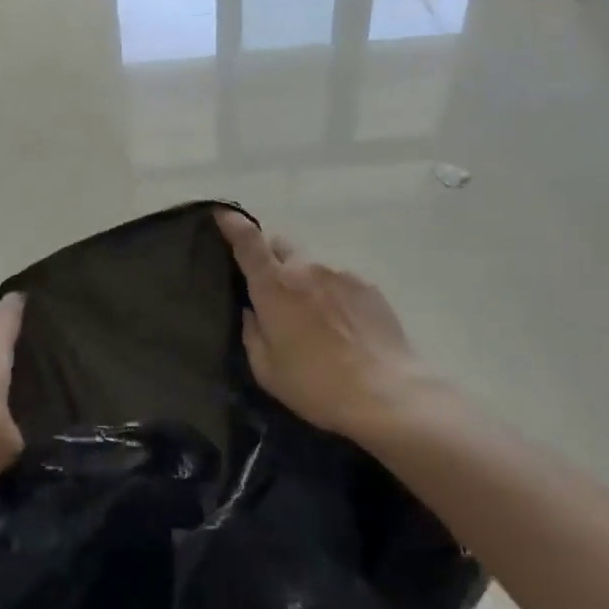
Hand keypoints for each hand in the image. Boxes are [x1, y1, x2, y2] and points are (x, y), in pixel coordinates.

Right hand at [216, 210, 436, 443]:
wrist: (386, 395)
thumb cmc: (315, 386)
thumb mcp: (266, 369)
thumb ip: (252, 333)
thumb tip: (252, 311)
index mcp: (274, 287)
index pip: (248, 242)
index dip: (232, 223)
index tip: (222, 213)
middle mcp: (306, 269)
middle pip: (280, 246)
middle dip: (271, 258)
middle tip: (272, 289)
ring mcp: (340, 274)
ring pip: (312, 267)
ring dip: (305, 282)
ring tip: (315, 320)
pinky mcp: (368, 287)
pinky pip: (339, 282)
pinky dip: (333, 296)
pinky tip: (342, 327)